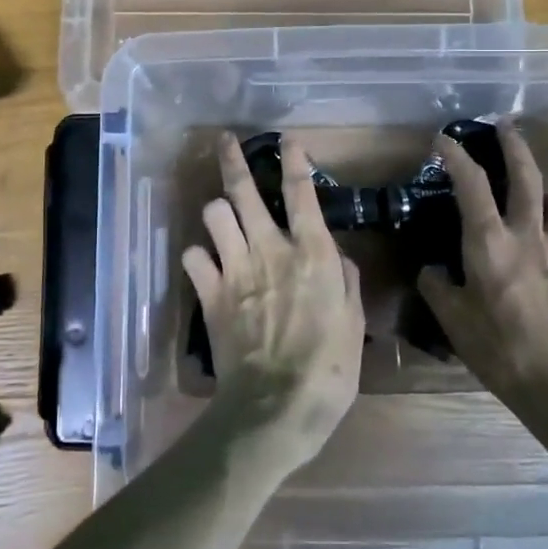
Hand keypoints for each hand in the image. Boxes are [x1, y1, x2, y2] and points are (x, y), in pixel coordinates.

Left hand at [182, 133, 365, 466]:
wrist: (275, 407)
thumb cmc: (329, 370)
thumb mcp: (354, 325)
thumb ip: (347, 283)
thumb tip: (340, 260)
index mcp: (312, 253)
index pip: (301, 193)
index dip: (294, 161)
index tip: (288, 140)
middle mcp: (269, 249)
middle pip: (244, 191)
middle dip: (233, 160)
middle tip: (225, 140)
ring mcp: (235, 268)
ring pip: (215, 214)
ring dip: (218, 209)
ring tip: (222, 213)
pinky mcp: (210, 293)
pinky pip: (193, 256)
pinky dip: (198, 255)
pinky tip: (205, 262)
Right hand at [417, 121, 547, 432]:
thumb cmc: (500, 349)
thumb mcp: (453, 320)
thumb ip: (438, 287)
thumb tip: (432, 270)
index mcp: (490, 242)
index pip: (471, 185)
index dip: (455, 156)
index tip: (442, 139)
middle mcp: (527, 236)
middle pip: (527, 177)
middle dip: (515, 145)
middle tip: (505, 125)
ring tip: (538, 195)